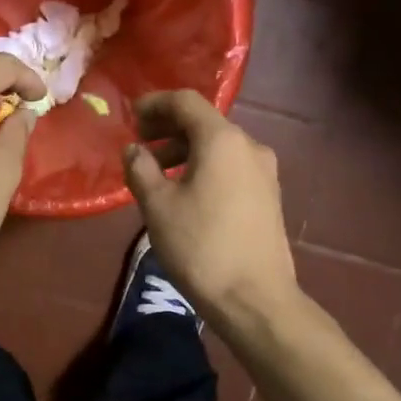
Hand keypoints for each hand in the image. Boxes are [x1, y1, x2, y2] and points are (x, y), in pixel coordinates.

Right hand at [124, 90, 297, 324]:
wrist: (255, 298)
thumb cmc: (200, 246)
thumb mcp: (157, 206)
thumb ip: (140, 168)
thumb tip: (134, 149)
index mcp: (222, 140)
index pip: (186, 101)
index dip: (155, 103)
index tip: (130, 117)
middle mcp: (249, 146)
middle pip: (204, 122)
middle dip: (168, 129)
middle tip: (140, 146)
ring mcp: (265, 172)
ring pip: (219, 146)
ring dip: (185, 151)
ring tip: (157, 174)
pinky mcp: (269, 196)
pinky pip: (231, 167)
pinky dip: (205, 167)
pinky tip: (186, 193)